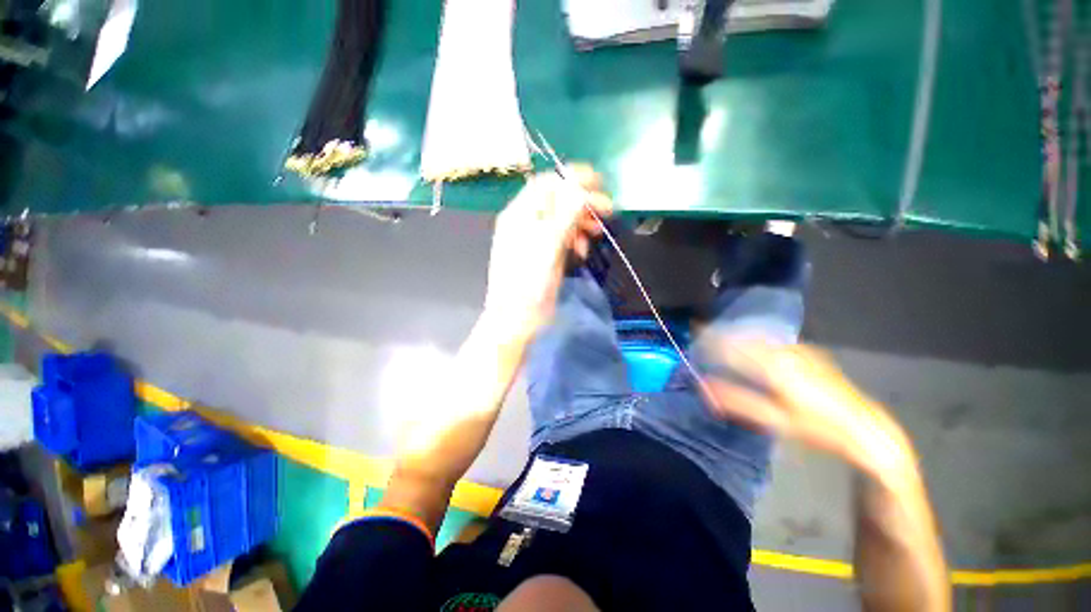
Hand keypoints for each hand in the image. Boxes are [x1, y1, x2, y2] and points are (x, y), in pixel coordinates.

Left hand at [483, 164, 612, 335]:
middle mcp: (525, 221)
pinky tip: (581, 251)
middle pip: (557, 199)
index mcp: (520, 214)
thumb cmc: (528, 285)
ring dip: (581, 222)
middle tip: (607, 211)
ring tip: (596, 234)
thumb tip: (580, 184)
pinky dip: (574, 239)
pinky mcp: (541, 253)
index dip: (574, 179)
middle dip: (583, 202)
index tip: (601, 184)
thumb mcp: (548, 247)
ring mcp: (533, 238)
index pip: (548, 182)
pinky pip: (560, 236)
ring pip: (561, 218)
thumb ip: (564, 214)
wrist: (515, 320)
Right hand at [702, 340, 915, 479]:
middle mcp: (786, 352)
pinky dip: (757, 340)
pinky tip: (752, 347)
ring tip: (721, 342)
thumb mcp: (775, 419)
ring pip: (760, 337)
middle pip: (746, 337)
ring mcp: (800, 350)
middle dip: (723, 335)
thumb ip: (738, 401)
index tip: (694, 335)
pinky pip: (774, 340)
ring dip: (739, 337)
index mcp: (775, 366)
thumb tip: (705, 387)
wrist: (866, 428)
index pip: (734, 346)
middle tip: (703, 339)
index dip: (712, 339)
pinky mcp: (808, 353)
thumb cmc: (818, 428)